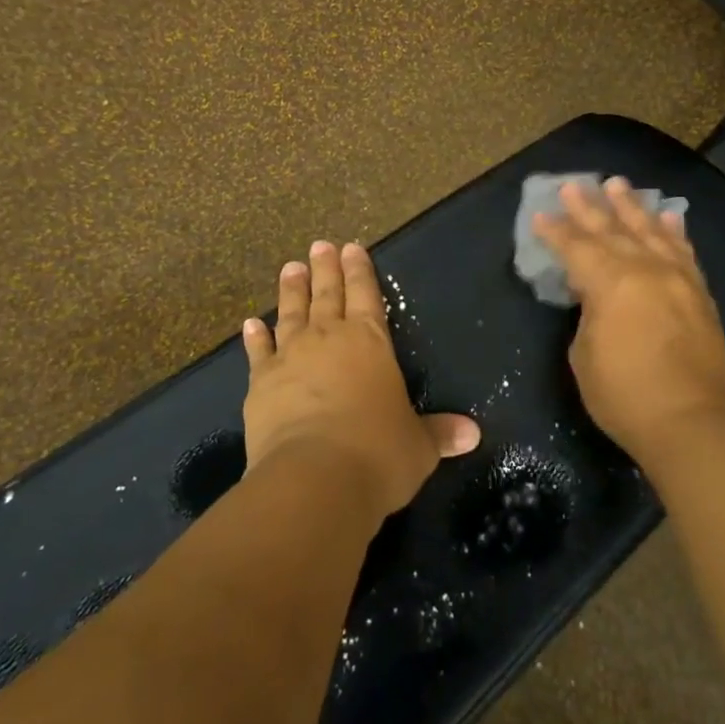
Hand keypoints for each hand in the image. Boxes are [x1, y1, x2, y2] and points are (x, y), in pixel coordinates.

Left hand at [242, 240, 479, 520]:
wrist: (314, 478)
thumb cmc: (378, 454)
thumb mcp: (418, 446)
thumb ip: (440, 433)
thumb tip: (472, 434)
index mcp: (370, 343)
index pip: (367, 295)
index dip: (360, 271)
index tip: (352, 247)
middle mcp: (328, 339)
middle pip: (327, 294)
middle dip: (326, 269)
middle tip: (320, 245)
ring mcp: (291, 358)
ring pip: (291, 313)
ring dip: (292, 290)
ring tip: (291, 268)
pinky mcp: (260, 383)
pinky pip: (258, 352)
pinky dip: (255, 337)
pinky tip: (251, 323)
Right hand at [532, 177, 724, 463]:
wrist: (692, 422)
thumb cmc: (625, 395)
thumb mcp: (584, 354)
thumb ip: (588, 314)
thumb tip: (596, 297)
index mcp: (611, 282)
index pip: (576, 247)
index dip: (555, 231)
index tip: (540, 214)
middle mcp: (646, 269)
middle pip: (612, 229)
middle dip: (589, 206)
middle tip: (573, 184)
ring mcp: (678, 279)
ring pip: (651, 231)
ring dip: (631, 207)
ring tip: (618, 184)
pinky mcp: (700, 295)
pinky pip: (684, 252)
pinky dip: (674, 231)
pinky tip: (669, 216)